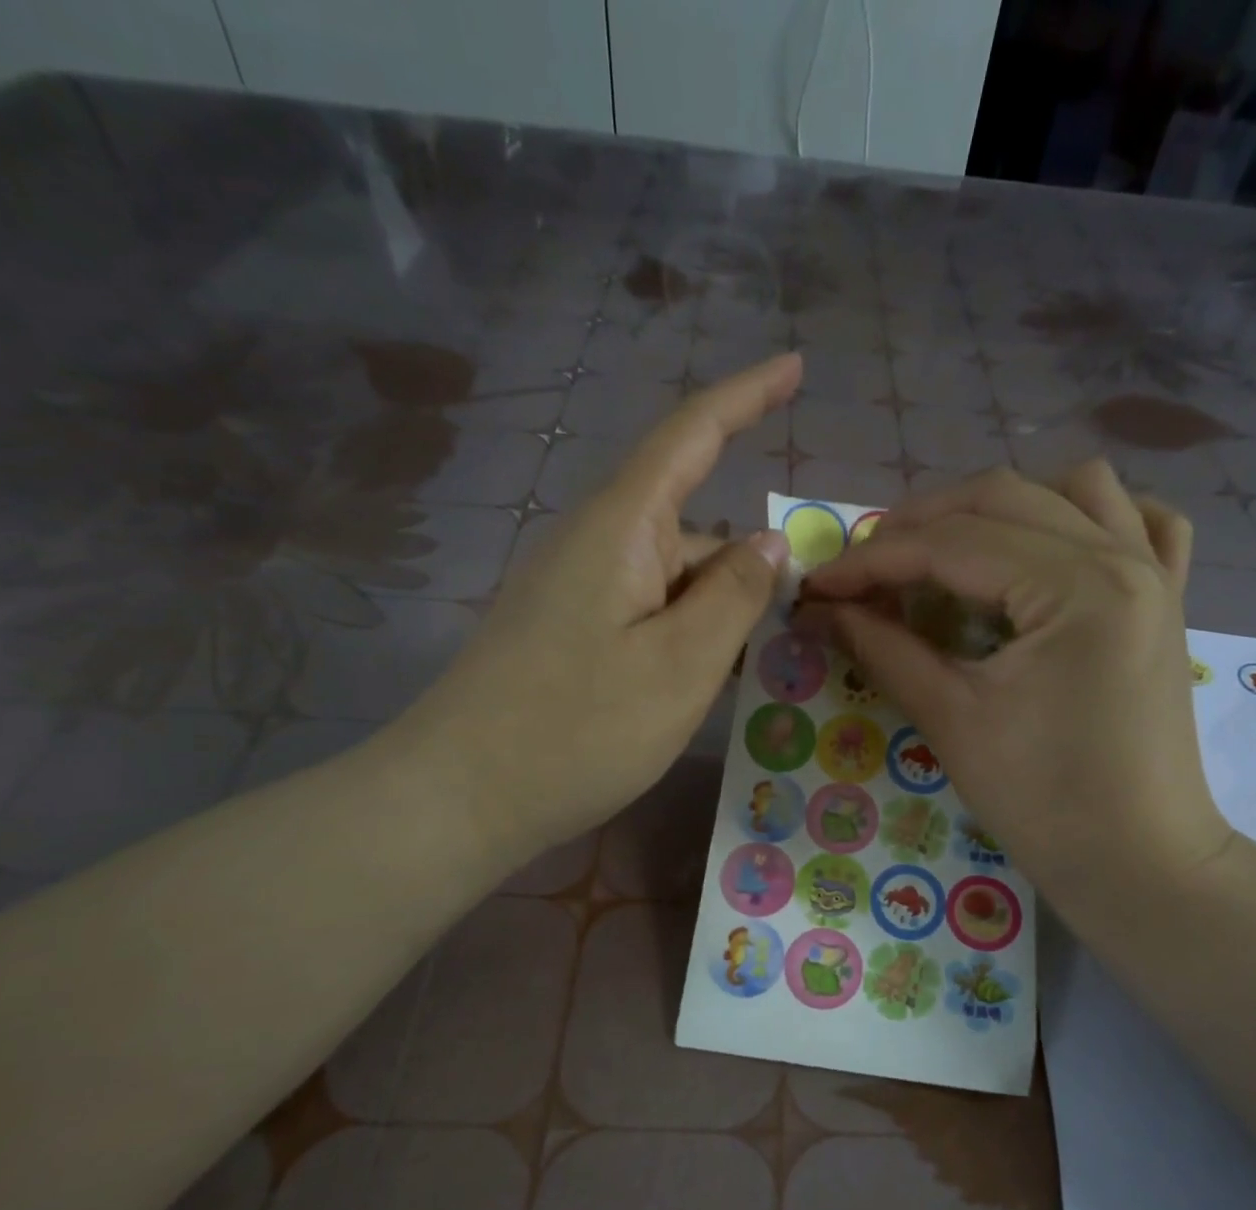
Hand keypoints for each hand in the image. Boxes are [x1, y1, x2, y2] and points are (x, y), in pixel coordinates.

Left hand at [382, 354, 799, 863]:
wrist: (458, 796)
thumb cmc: (577, 729)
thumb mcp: (681, 666)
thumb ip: (734, 596)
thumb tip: (768, 542)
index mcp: (621, 528)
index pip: (692, 434)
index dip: (747, 395)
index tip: (797, 366)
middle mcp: (595, 544)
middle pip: (692, 527)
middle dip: (744, 571)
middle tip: (787, 633)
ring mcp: (576, 590)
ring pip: (671, 579)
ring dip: (713, 616)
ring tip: (738, 678)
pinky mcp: (567, 632)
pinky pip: (644, 613)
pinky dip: (682, 638)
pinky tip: (695, 687)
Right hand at [800, 462, 1231, 909]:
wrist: (1140, 863)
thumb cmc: (1045, 802)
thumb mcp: (952, 721)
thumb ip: (884, 649)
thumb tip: (821, 611)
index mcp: (1076, 586)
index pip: (952, 544)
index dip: (872, 560)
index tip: (818, 585)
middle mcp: (1123, 555)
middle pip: (1003, 497)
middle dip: (920, 525)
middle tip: (865, 569)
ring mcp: (1155, 571)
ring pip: (1072, 488)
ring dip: (997, 507)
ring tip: (949, 550)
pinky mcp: (1167, 599)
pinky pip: (1140, 521)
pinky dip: (1087, 516)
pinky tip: (1051, 545)